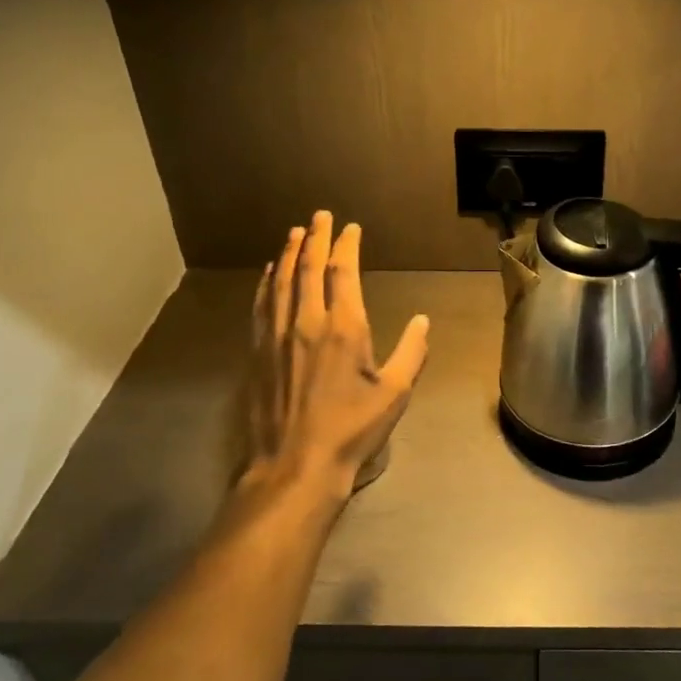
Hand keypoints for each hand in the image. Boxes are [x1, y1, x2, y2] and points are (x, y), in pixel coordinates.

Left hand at [246, 212, 429, 510]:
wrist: (295, 465)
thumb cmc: (352, 430)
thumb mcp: (394, 394)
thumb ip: (411, 353)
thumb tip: (423, 321)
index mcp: (344, 328)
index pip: (342, 273)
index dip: (346, 246)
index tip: (350, 228)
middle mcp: (307, 322)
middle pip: (307, 268)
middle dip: (314, 237)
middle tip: (318, 215)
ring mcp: (277, 336)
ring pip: (281, 282)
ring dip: (288, 253)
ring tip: (293, 233)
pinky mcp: (258, 353)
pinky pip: (261, 306)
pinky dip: (266, 283)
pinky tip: (268, 274)